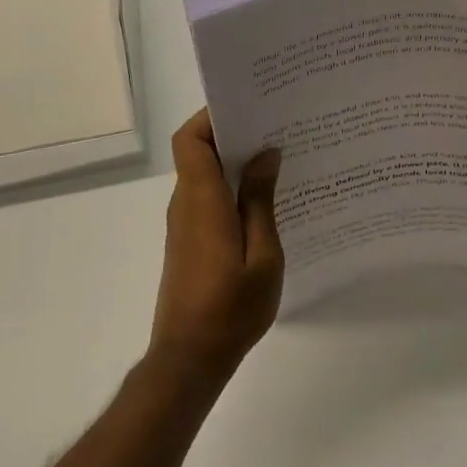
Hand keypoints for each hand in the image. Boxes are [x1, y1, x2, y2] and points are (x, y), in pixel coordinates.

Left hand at [150, 110, 284, 384]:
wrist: (189, 360)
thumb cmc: (230, 308)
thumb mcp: (262, 255)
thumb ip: (261, 201)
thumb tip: (265, 154)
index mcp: (202, 200)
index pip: (189, 140)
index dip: (211, 116)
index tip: (248, 107)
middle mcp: (187, 204)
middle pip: (199, 152)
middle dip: (234, 133)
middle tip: (278, 126)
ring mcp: (185, 224)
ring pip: (205, 175)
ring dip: (236, 162)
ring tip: (281, 157)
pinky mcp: (190, 241)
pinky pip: (209, 198)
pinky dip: (233, 188)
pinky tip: (268, 199)